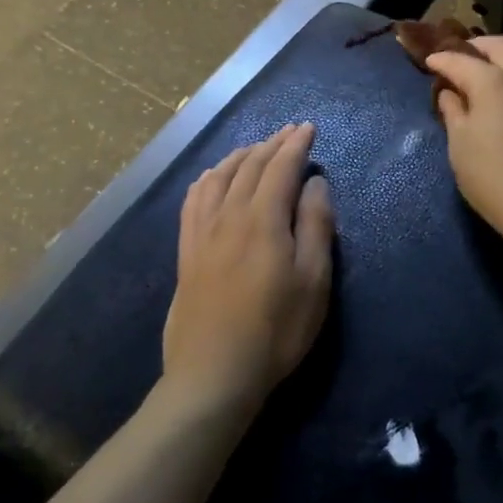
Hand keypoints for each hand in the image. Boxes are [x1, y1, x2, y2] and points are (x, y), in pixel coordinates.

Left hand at [164, 123, 334, 417]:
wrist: (214, 374)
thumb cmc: (276, 329)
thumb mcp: (314, 280)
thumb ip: (315, 225)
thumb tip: (314, 183)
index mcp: (263, 219)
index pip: (280, 167)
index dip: (296, 144)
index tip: (308, 128)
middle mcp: (229, 215)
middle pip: (250, 166)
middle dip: (272, 144)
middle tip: (289, 132)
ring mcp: (203, 233)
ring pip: (219, 177)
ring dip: (240, 156)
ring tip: (255, 148)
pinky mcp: (186, 252)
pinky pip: (193, 201)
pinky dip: (206, 179)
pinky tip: (210, 178)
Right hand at [424, 36, 502, 242]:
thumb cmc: (494, 179)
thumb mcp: (460, 147)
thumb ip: (453, 112)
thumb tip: (450, 93)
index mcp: (493, 82)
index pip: (461, 60)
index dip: (443, 60)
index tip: (431, 62)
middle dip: (480, 46)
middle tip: (465, 56)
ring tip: (497, 72)